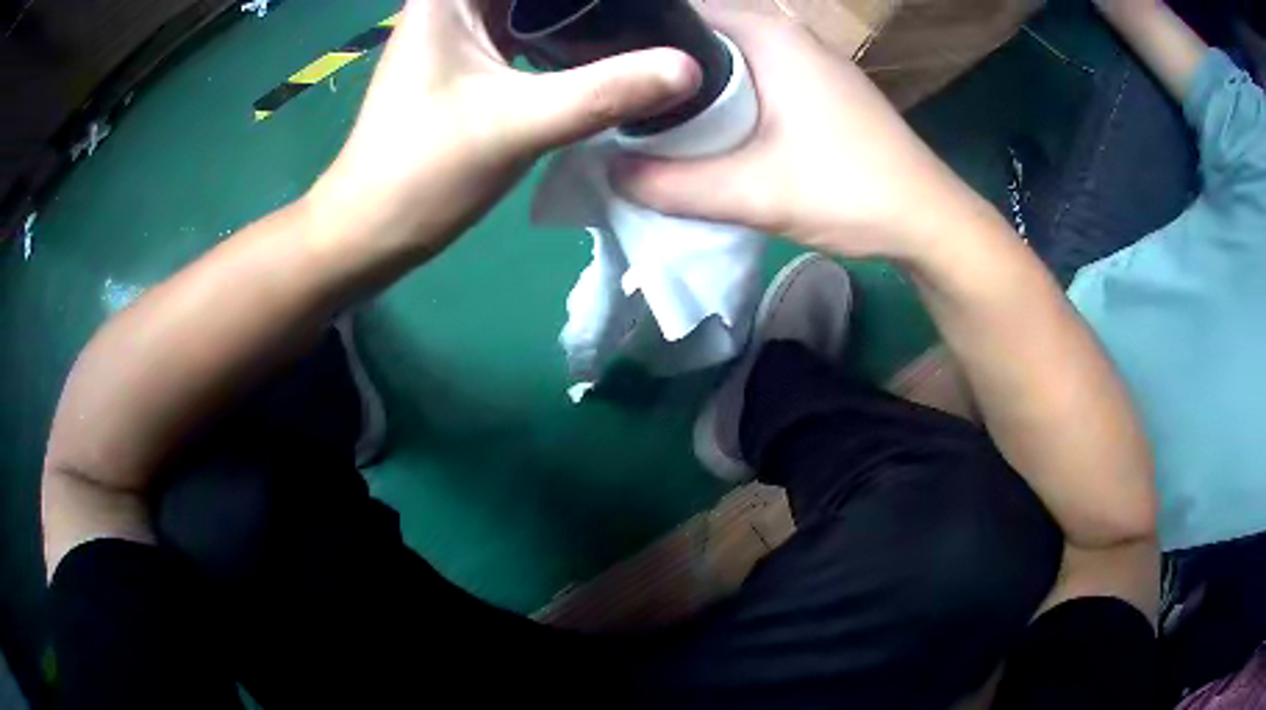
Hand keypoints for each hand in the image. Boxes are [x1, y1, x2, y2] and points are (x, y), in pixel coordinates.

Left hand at [308, 0, 701, 259]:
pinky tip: (606, 48)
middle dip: (590, 3)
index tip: (636, 8)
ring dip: (584, 13)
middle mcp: (454, 2)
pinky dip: (567, 35)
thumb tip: (690, 69)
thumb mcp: (517, 125)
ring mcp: (463, 31)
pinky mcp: (471, 60)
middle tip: (654, 16)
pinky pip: (530, 30)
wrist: (370, 230)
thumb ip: (604, 92)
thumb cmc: (422, 173)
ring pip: (535, 5)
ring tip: (640, 25)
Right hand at [612, 10, 988, 260]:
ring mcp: (809, 62)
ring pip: (729, 59)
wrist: (928, 221)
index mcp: (770, 36)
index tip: (607, 73)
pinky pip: (754, 79)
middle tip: (620, 105)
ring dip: (693, 86)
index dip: (639, 39)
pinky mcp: (819, 90)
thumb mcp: (753, 192)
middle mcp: (788, 36)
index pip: (682, 13)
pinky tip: (707, 131)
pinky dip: (725, 98)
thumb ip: (674, 185)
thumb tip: (610, 173)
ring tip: (650, 119)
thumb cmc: (850, 191)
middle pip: (702, 35)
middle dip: (660, 67)